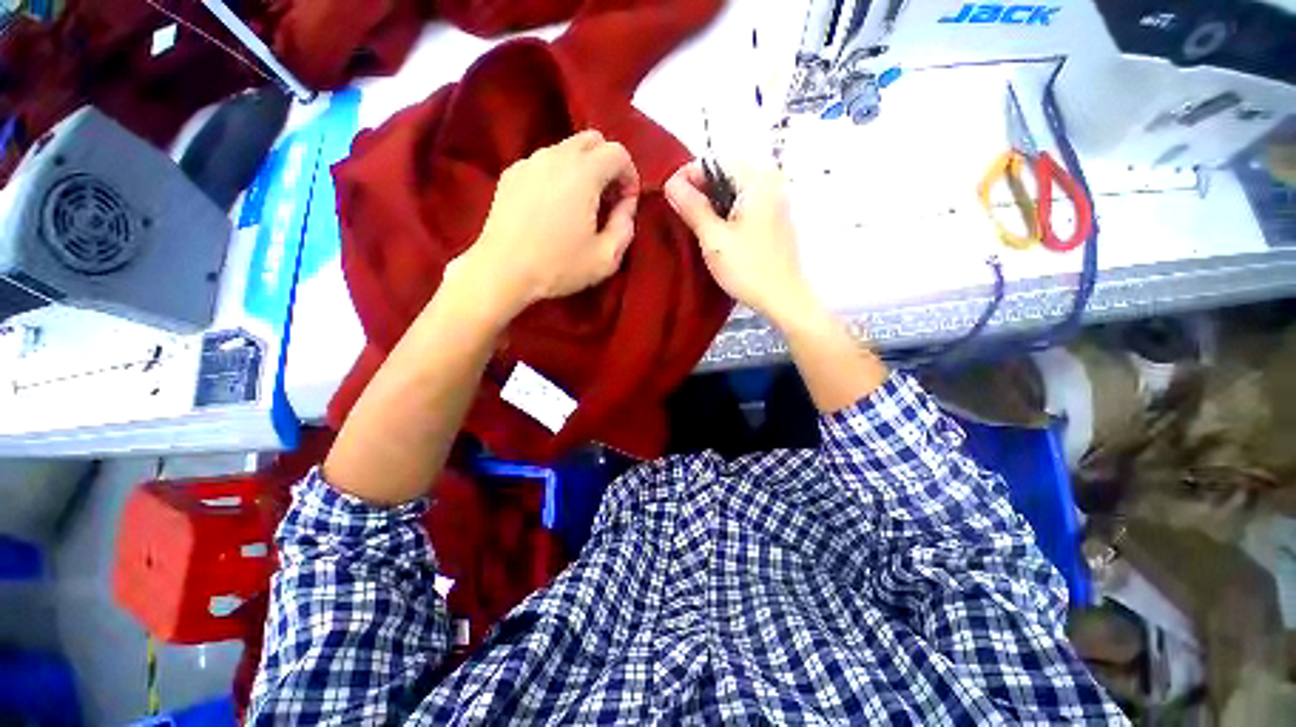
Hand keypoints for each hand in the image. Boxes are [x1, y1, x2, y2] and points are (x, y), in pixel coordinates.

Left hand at [456, 130, 639, 318]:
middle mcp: (555, 156)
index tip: (626, 204)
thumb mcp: (606, 258)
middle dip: (608, 165)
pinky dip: (558, 175)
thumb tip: (626, 206)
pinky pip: (544, 162)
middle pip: (592, 140)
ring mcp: (529, 162)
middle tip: (607, 199)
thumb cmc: (558, 266)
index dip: (630, 176)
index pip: (618, 153)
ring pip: (566, 149)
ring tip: (581, 205)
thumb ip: (625, 227)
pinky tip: (554, 207)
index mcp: (583, 173)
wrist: (502, 271)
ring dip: (583, 169)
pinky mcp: (511, 174)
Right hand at [665, 162, 817, 328]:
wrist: (782, 298)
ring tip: (692, 221)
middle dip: (699, 188)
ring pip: (734, 190)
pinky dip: (725, 212)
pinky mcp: (773, 220)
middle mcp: (770, 183)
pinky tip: (713, 230)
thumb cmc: (748, 268)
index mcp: (757, 181)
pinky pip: (744, 205)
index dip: (688, 174)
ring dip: (711, 201)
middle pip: (726, 173)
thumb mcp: (714, 238)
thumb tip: (670, 183)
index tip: (669, 194)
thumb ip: (692, 207)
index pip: (716, 161)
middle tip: (678, 209)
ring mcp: (774, 202)